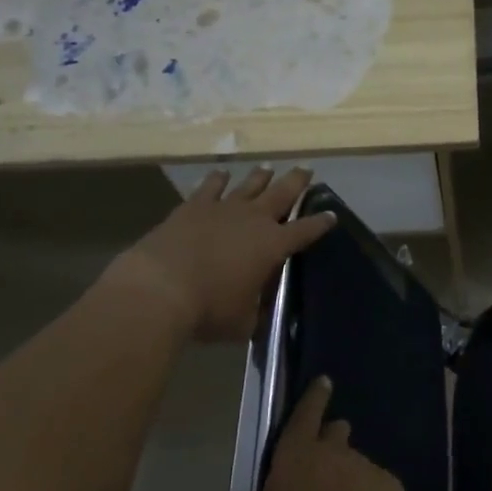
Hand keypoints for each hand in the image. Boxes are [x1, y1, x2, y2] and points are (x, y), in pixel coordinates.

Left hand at [105, 166, 333, 339]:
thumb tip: (260, 313)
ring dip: (261, 176)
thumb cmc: (208, 309)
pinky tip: (222, 174)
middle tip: (307, 170)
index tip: (331, 215)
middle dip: (297, 181)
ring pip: (249, 185)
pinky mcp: (194, 206)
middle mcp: (254, 219)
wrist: (160, 288)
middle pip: (282, 193)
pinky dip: (218, 179)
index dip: (320, 223)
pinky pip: (211, 187)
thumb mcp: (243, 321)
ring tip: (269, 169)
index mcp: (273, 245)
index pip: (305, 230)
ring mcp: (223, 208)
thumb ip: (256, 312)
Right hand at [193, 377, 428, 490]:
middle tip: (326, 438)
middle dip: (328, 435)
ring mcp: (367, 470)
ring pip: (354, 462)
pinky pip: (374, 489)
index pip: (303, 417)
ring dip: (346, 472)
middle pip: (332, 436)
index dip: (311, 399)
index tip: (323, 381)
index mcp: (297, 457)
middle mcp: (334, 454)